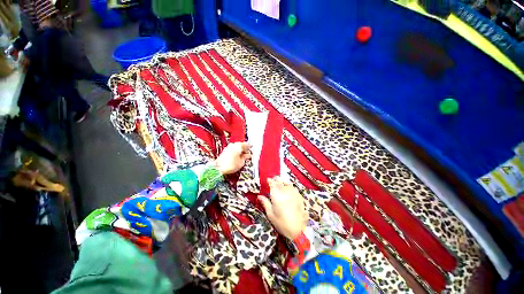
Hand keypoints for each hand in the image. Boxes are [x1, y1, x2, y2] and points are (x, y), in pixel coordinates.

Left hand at [215, 142, 250, 174]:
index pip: (247, 144)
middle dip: (245, 149)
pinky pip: (233, 150)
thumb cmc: (230, 165)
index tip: (252, 150)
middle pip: (241, 145)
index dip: (250, 148)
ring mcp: (228, 147)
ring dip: (240, 151)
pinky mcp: (225, 151)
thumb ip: (246, 157)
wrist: (218, 168)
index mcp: (239, 146)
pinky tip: (237, 157)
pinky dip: (236, 152)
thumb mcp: (241, 162)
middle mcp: (233, 145)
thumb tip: (248, 156)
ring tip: (243, 156)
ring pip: (237, 147)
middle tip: (248, 153)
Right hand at [258, 177, 307, 239]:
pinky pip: (293, 187)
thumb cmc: (281, 223)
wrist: (298, 230)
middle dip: (276, 180)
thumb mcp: (270, 214)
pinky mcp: (299, 196)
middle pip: (280, 181)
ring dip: (283, 182)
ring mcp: (293, 193)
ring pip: (287, 183)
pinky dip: (289, 186)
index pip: (273, 183)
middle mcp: (285, 191)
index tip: (267, 180)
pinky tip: (289, 189)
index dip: (270, 180)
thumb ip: (265, 203)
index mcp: (277, 195)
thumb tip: (259, 196)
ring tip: (280, 184)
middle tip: (273, 181)